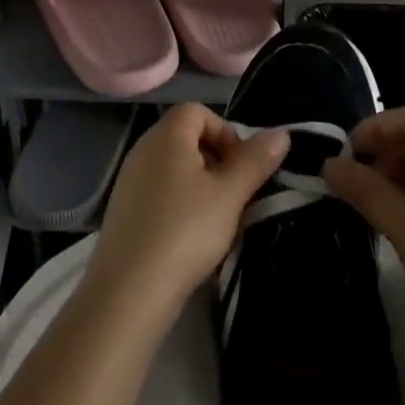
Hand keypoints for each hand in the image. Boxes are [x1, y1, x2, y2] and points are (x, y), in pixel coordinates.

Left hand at [84, 103, 288, 323]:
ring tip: (217, 221)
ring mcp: (129, 180)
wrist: (128, 293)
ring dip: (201, 186)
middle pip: (187, 138)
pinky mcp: (123, 211)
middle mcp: (143, 149)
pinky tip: (190, 239)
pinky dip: (179, 205)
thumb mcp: (230, 195)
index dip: (226, 132)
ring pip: (175, 168)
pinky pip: (159, 192)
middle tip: (235, 196)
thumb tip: (281, 134)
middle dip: (217, 160)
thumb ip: (255, 161)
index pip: (199, 111)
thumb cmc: (184, 232)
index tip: (242, 168)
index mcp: (166, 135)